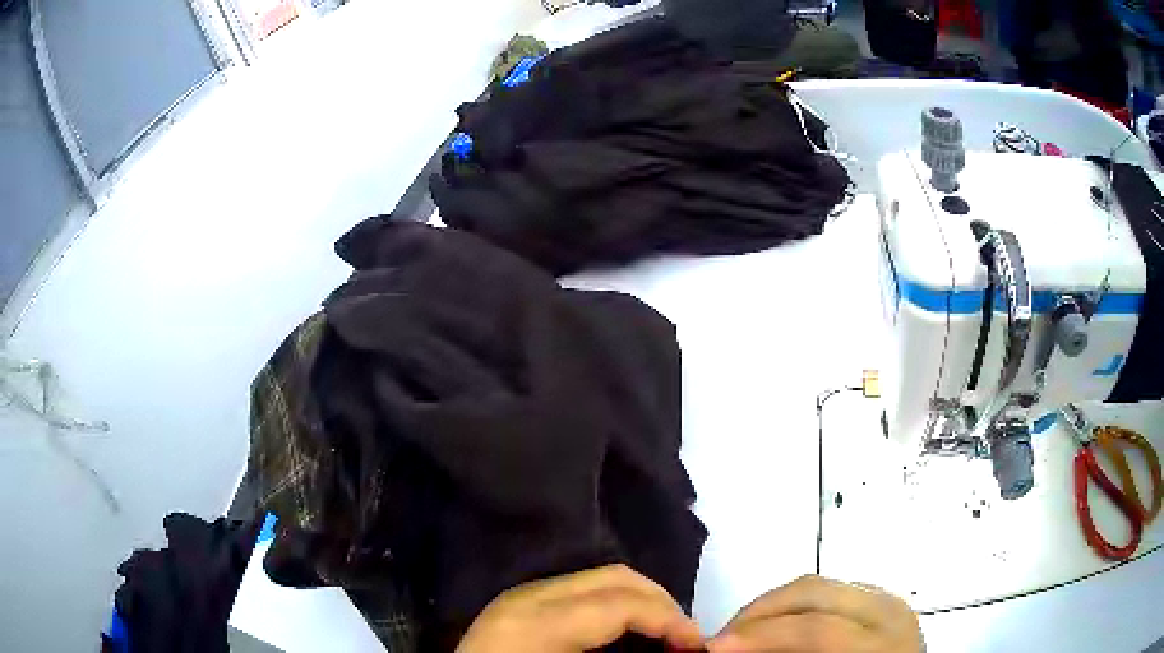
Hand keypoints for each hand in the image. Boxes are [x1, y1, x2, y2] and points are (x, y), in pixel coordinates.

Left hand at [456, 564, 703, 652]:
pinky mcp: (520, 604)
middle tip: (685, 639)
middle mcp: (529, 595)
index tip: (697, 645)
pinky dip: (614, 606)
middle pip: (616, 577)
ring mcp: (521, 596)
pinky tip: (626, 632)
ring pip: (600, 579)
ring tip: (663, 634)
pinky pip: (580, 592)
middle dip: (662, 603)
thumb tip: (677, 650)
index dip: (671, 620)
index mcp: (538, 620)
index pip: (622, 602)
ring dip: (641, 602)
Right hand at [707, 575, 921, 652]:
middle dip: (756, 613)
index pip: (816, 629)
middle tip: (719, 641)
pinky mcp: (880, 601)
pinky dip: (793, 606)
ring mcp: (886, 600)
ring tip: (741, 635)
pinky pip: (828, 592)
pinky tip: (774, 629)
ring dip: (771, 607)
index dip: (759, 636)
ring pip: (817, 585)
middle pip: (813, 591)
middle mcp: (888, 613)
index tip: (712, 649)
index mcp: (883, 644)